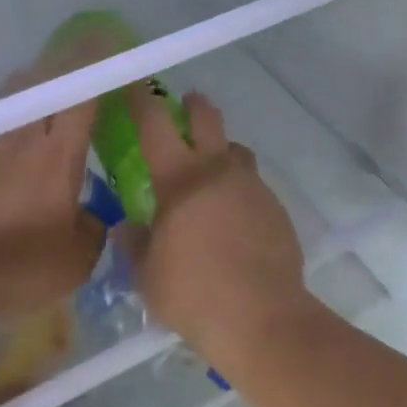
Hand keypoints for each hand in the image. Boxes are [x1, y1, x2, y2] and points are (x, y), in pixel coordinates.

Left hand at [0, 63, 102, 321]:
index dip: (96, 64)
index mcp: (56, 155)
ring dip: (31, 85)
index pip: (80, 93)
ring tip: (43, 94)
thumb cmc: (14, 268)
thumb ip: (92, 228)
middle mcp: (18, 136)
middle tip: (78, 65)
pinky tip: (6, 139)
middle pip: (41, 80)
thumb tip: (91, 215)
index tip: (107, 43)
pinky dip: (5, 117)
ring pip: (10, 96)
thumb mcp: (74, 261)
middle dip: (63, 63)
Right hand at [125, 85, 306, 359]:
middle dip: (194, 106)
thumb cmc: (193, 294)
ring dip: (221, 152)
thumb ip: (136, 245)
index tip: (136, 87)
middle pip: (208, 120)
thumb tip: (128, 228)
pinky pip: (253, 188)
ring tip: (211, 174)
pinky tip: (233, 221)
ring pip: (236, 153)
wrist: (263, 319)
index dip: (143, 101)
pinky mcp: (277, 210)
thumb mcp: (148, 275)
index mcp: (180, 180)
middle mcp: (219, 172)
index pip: (156, 125)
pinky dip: (239, 191)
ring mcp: (253, 189)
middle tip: (186, 103)